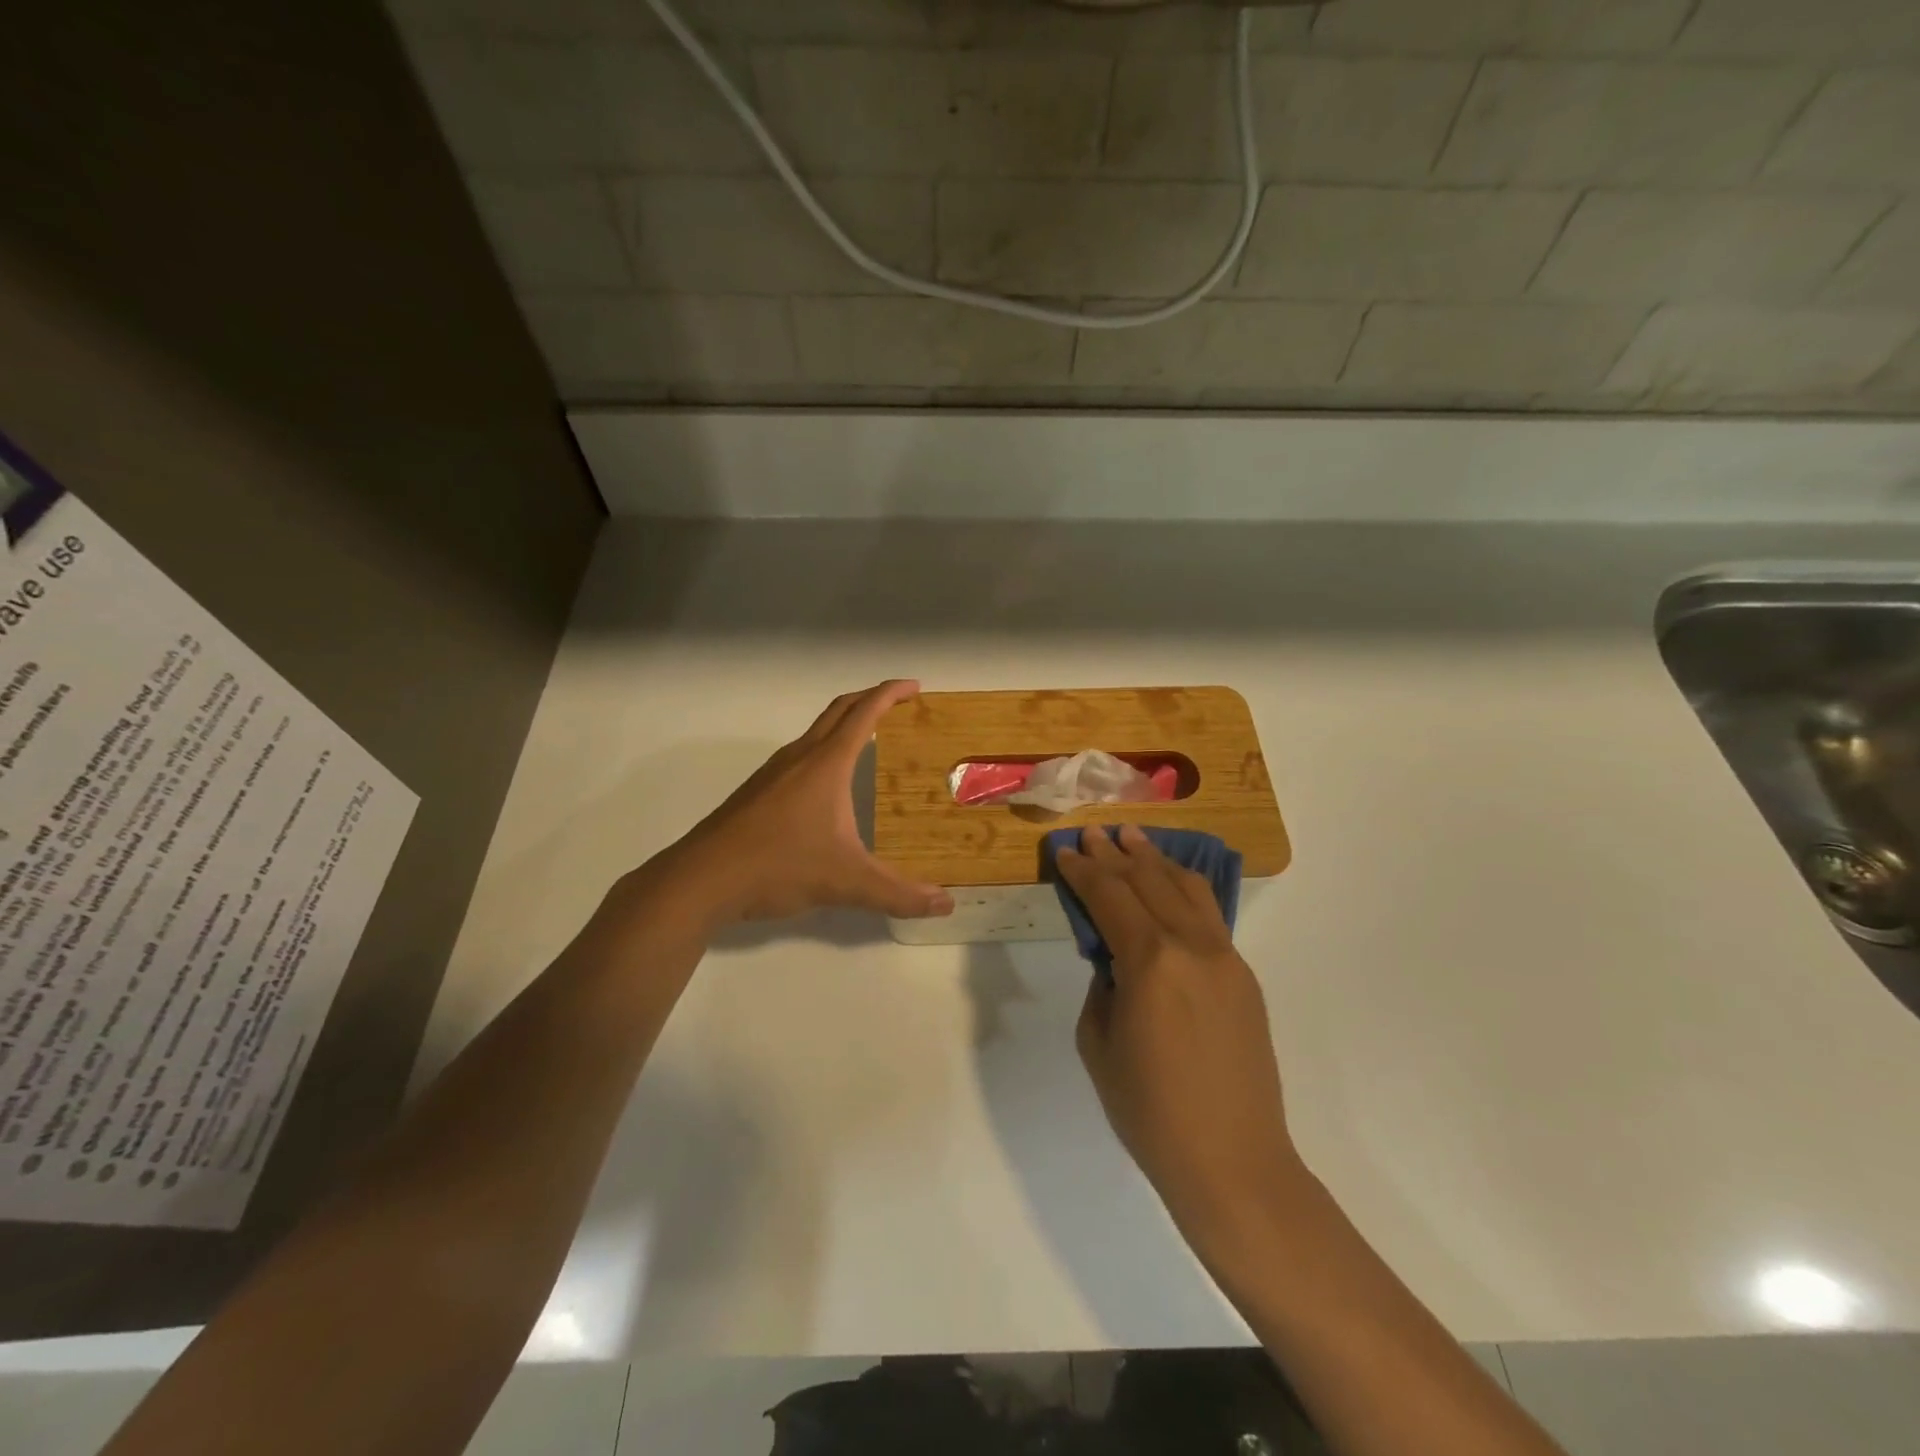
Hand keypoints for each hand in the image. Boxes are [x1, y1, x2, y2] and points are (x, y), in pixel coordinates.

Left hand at [650, 680, 954, 926]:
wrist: (700, 880)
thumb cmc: (777, 867)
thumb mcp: (846, 882)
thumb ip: (898, 895)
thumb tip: (946, 905)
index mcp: (826, 764)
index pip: (864, 713)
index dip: (891, 694)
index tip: (915, 686)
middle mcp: (799, 757)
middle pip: (838, 710)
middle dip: (870, 699)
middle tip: (899, 705)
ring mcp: (773, 773)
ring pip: (815, 732)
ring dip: (844, 724)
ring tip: (871, 742)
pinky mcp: (757, 792)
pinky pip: (800, 755)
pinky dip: (825, 750)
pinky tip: (829, 787)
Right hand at [1057, 824, 1301, 1250]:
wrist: (1232, 1160)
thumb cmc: (1149, 1111)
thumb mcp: (1098, 1043)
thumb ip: (1103, 984)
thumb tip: (1113, 957)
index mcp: (1150, 961)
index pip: (1110, 896)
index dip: (1084, 870)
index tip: (1066, 850)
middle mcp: (1191, 945)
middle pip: (1148, 881)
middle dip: (1116, 854)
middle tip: (1094, 832)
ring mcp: (1225, 957)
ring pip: (1187, 888)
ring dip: (1155, 860)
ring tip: (1133, 838)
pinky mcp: (1243, 974)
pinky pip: (1209, 914)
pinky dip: (1184, 888)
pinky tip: (1170, 880)